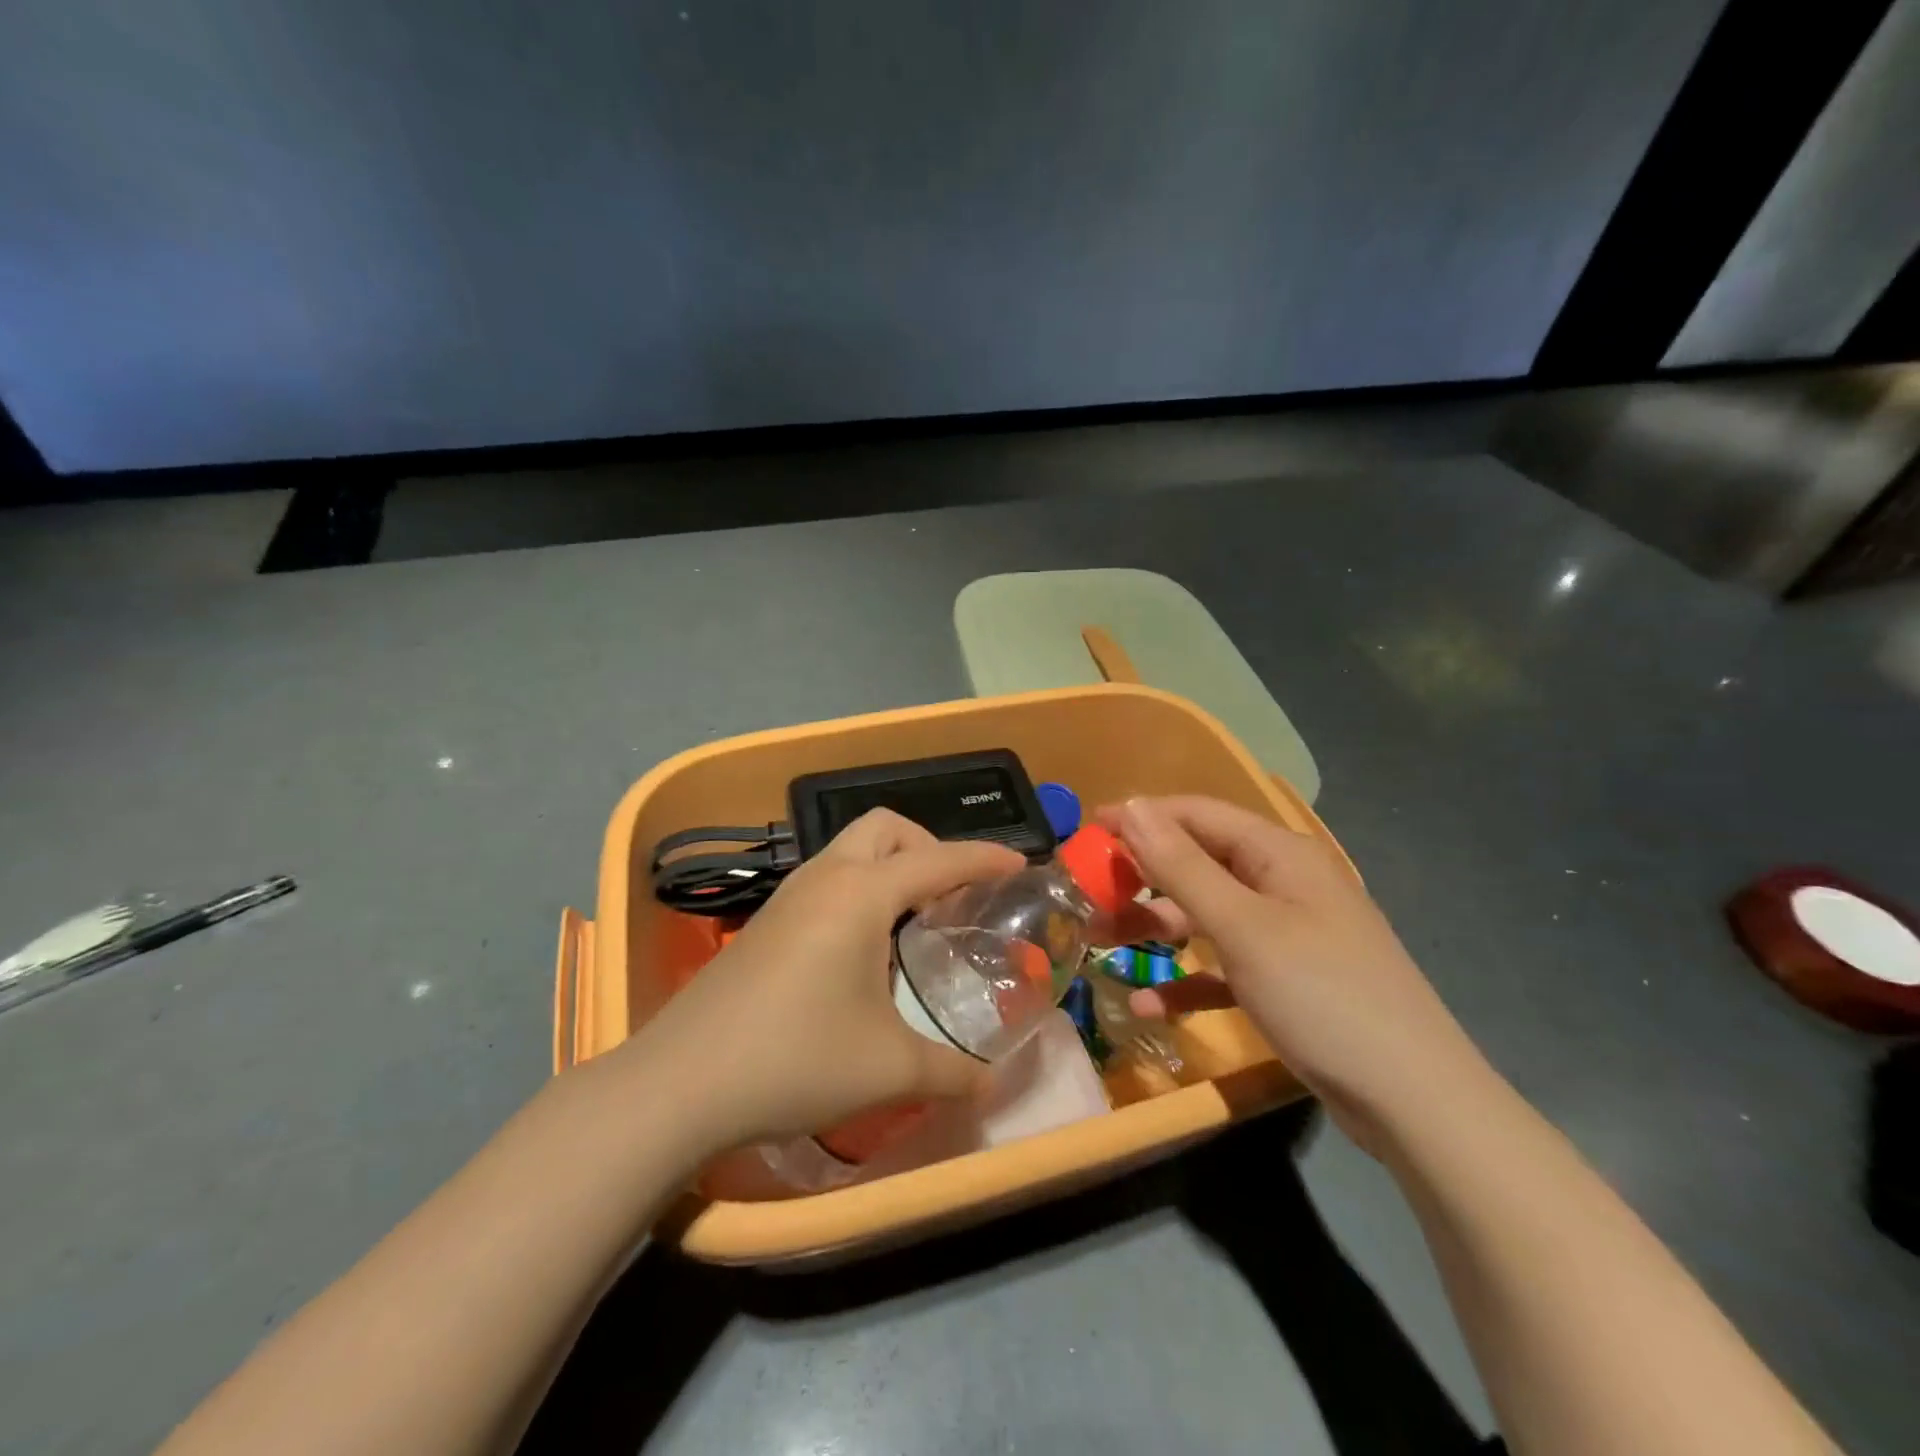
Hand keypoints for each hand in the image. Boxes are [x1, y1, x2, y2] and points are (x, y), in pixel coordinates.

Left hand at [618, 809, 1024, 1151]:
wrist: (679, 1083)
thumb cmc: (794, 1060)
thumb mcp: (888, 1070)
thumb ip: (951, 1073)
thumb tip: (991, 1084)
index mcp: (861, 894)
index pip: (939, 861)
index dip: (985, 860)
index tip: (1020, 866)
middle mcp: (825, 878)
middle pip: (886, 828)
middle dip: (929, 847)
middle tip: (953, 895)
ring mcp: (788, 897)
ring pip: (850, 850)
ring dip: (891, 866)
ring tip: (915, 918)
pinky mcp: (766, 922)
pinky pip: (828, 878)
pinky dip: (861, 888)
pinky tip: (864, 947)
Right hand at [1101, 796, 1489, 1153]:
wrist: (1414, 1101)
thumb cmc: (1321, 994)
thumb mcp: (1242, 926)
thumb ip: (1181, 865)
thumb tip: (1133, 807)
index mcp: (1278, 854)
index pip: (1196, 814)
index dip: (1140, 817)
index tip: (1086, 830)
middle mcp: (1282, 884)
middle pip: (1197, 863)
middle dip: (1141, 877)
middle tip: (1088, 894)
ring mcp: (1286, 934)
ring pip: (1205, 916)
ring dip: (1155, 928)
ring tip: (1100, 943)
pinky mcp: (1286, 981)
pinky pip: (1223, 967)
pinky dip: (1187, 980)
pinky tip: (1146, 1005)